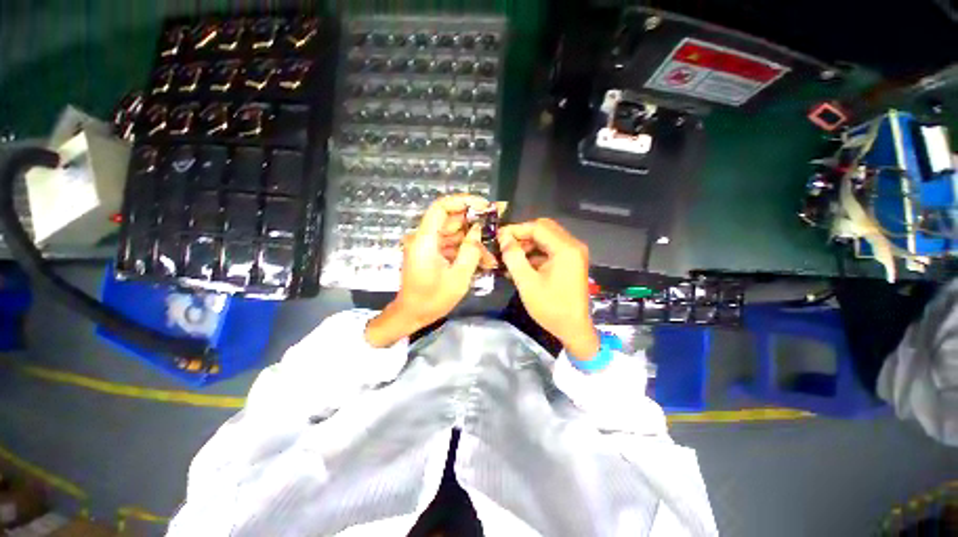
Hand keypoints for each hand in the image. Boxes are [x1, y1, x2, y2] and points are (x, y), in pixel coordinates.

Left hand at [365, 194, 489, 346]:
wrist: (412, 315)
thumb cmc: (433, 299)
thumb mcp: (458, 277)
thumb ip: (470, 250)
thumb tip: (478, 229)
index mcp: (426, 240)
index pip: (441, 207)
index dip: (463, 201)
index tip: (484, 205)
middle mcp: (424, 238)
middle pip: (451, 219)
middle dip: (475, 221)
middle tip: (497, 222)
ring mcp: (428, 246)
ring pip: (454, 233)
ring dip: (473, 240)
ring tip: (494, 249)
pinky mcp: (432, 253)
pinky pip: (451, 245)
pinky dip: (466, 250)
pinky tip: (484, 260)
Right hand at [498, 218, 599, 358]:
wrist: (574, 329)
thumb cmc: (551, 307)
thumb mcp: (527, 282)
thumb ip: (514, 257)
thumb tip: (503, 237)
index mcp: (565, 249)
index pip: (537, 227)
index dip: (516, 229)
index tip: (498, 237)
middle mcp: (572, 246)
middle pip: (544, 229)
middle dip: (522, 235)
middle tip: (504, 245)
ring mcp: (573, 254)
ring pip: (546, 239)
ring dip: (527, 245)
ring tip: (509, 257)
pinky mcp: (571, 262)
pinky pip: (550, 250)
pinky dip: (535, 254)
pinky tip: (520, 265)